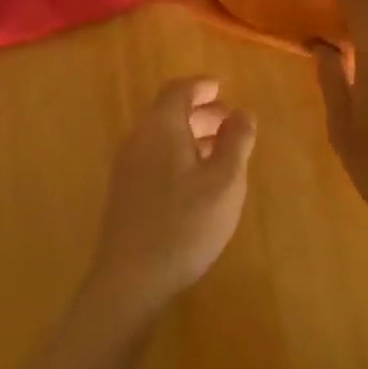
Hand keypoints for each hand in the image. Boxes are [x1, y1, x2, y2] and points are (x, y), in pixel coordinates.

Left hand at [86, 78, 255, 320]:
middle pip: (169, 112)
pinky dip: (177, 156)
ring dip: (190, 136)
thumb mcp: (224, 182)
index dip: (202, 86)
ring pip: (162, 136)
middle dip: (200, 112)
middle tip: (229, 122)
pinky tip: (195, 183)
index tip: (222, 88)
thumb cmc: (183, 224)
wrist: (129, 282)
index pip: (179, 90)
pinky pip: (154, 158)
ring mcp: (127, 166)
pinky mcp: (124, 194)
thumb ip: (236, 142)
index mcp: (161, 125)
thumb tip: (243, 112)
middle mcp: (139, 137)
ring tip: (219, 153)